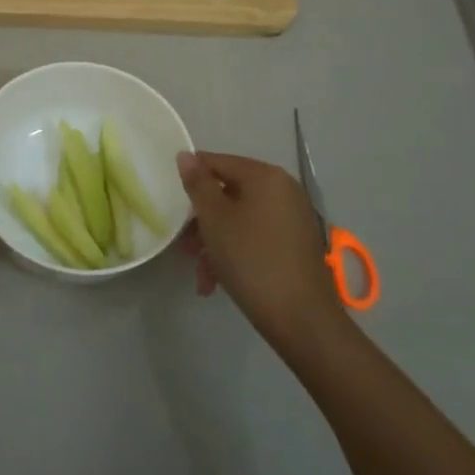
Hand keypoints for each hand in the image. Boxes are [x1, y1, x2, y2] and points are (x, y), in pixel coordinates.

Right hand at [176, 150, 345, 350]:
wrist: (301, 319)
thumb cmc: (251, 260)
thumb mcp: (215, 220)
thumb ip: (198, 184)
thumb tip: (186, 155)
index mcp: (265, 176)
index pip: (217, 162)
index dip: (191, 182)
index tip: (173, 207)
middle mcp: (284, 190)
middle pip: (228, 194)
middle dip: (202, 221)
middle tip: (185, 248)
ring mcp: (293, 218)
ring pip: (240, 220)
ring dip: (215, 243)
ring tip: (201, 274)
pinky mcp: (296, 245)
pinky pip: (256, 237)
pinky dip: (235, 253)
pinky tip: (217, 282)